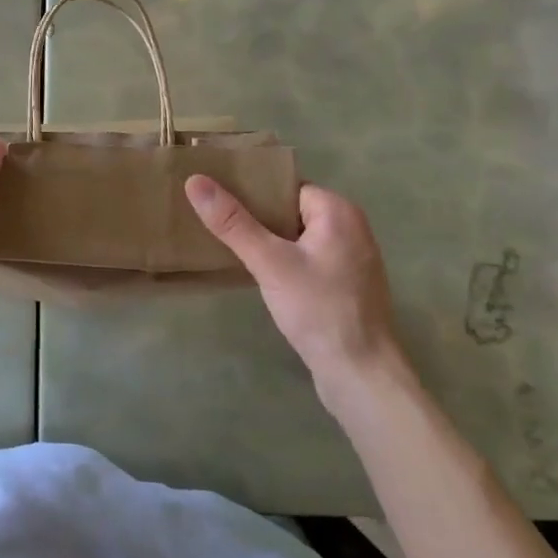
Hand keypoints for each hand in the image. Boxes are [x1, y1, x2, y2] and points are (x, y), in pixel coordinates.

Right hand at [185, 177, 410, 412]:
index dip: (252, 191)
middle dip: (256, 216)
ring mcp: (351, 259)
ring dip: (268, 241)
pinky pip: (307, 259)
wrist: (362, 377)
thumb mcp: (269, 262)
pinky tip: (258, 274)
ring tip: (228, 245)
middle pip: (291, 209)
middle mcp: (350, 228)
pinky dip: (283, 262)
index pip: (286, 187)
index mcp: (338, 211)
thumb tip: (195, 180)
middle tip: (215, 222)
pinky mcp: (346, 286)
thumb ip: (232, 222)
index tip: (217, 197)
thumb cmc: (319, 310)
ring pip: (297, 237)